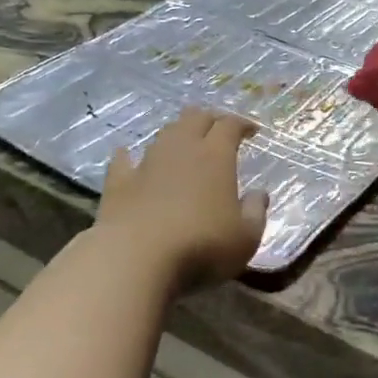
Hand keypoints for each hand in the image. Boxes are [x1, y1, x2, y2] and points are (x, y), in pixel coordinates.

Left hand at [96, 108, 268, 292]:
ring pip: (164, 134)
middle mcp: (181, 149)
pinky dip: (129, 156)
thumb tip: (259, 194)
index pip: (230, 125)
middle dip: (210, 119)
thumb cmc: (201, 247)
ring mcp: (147, 163)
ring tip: (184, 142)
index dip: (242, 124)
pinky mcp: (118, 183)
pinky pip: (123, 160)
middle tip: (219, 129)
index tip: (252, 131)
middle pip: (195, 118)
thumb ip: (255, 213)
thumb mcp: (245, 238)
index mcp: (215, 156)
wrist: (135, 259)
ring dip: (177, 133)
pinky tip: (127, 155)